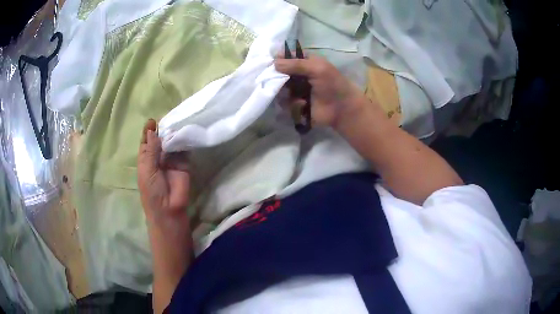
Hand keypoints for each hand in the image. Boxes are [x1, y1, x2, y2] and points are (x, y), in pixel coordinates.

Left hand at [137, 119, 190, 220]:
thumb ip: (151, 150)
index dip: (148, 131)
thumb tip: (152, 130)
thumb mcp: (147, 170)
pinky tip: (186, 131)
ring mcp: (171, 160)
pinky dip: (185, 141)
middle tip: (169, 117)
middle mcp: (158, 157)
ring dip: (174, 133)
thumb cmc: (152, 192)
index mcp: (146, 159)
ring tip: (178, 121)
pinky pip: (184, 150)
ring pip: (172, 143)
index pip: (146, 141)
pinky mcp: (184, 163)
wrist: (169, 210)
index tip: (152, 120)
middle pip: (160, 139)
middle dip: (163, 129)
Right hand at [275, 54, 367, 129]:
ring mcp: (296, 89)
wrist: (342, 109)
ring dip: (285, 91)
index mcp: (305, 62)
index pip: (287, 56)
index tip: (271, 62)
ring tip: (296, 94)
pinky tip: (303, 104)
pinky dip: (293, 104)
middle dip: (277, 77)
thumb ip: (296, 64)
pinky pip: (285, 103)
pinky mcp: (295, 104)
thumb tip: (274, 62)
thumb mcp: (317, 68)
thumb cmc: (332, 84)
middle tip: (281, 80)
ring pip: (279, 88)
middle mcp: (299, 74)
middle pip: (280, 73)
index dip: (278, 58)